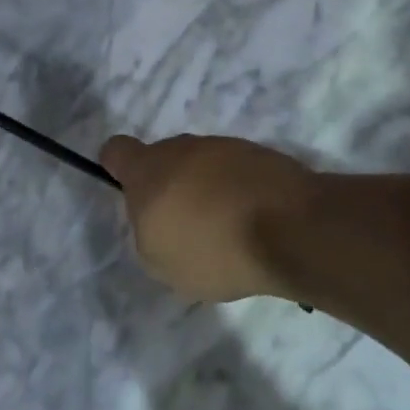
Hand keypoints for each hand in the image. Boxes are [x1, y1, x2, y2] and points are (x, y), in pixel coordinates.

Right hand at [100, 134, 316, 302]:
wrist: (292, 229)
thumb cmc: (212, 249)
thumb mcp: (160, 262)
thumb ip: (148, 233)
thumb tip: (161, 218)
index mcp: (148, 170)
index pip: (117, 151)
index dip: (118, 169)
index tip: (133, 196)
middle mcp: (184, 148)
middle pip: (165, 160)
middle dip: (171, 188)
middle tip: (187, 228)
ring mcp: (227, 147)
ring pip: (204, 166)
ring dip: (208, 191)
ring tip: (229, 232)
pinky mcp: (263, 155)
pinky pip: (238, 174)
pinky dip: (240, 194)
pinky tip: (256, 225)